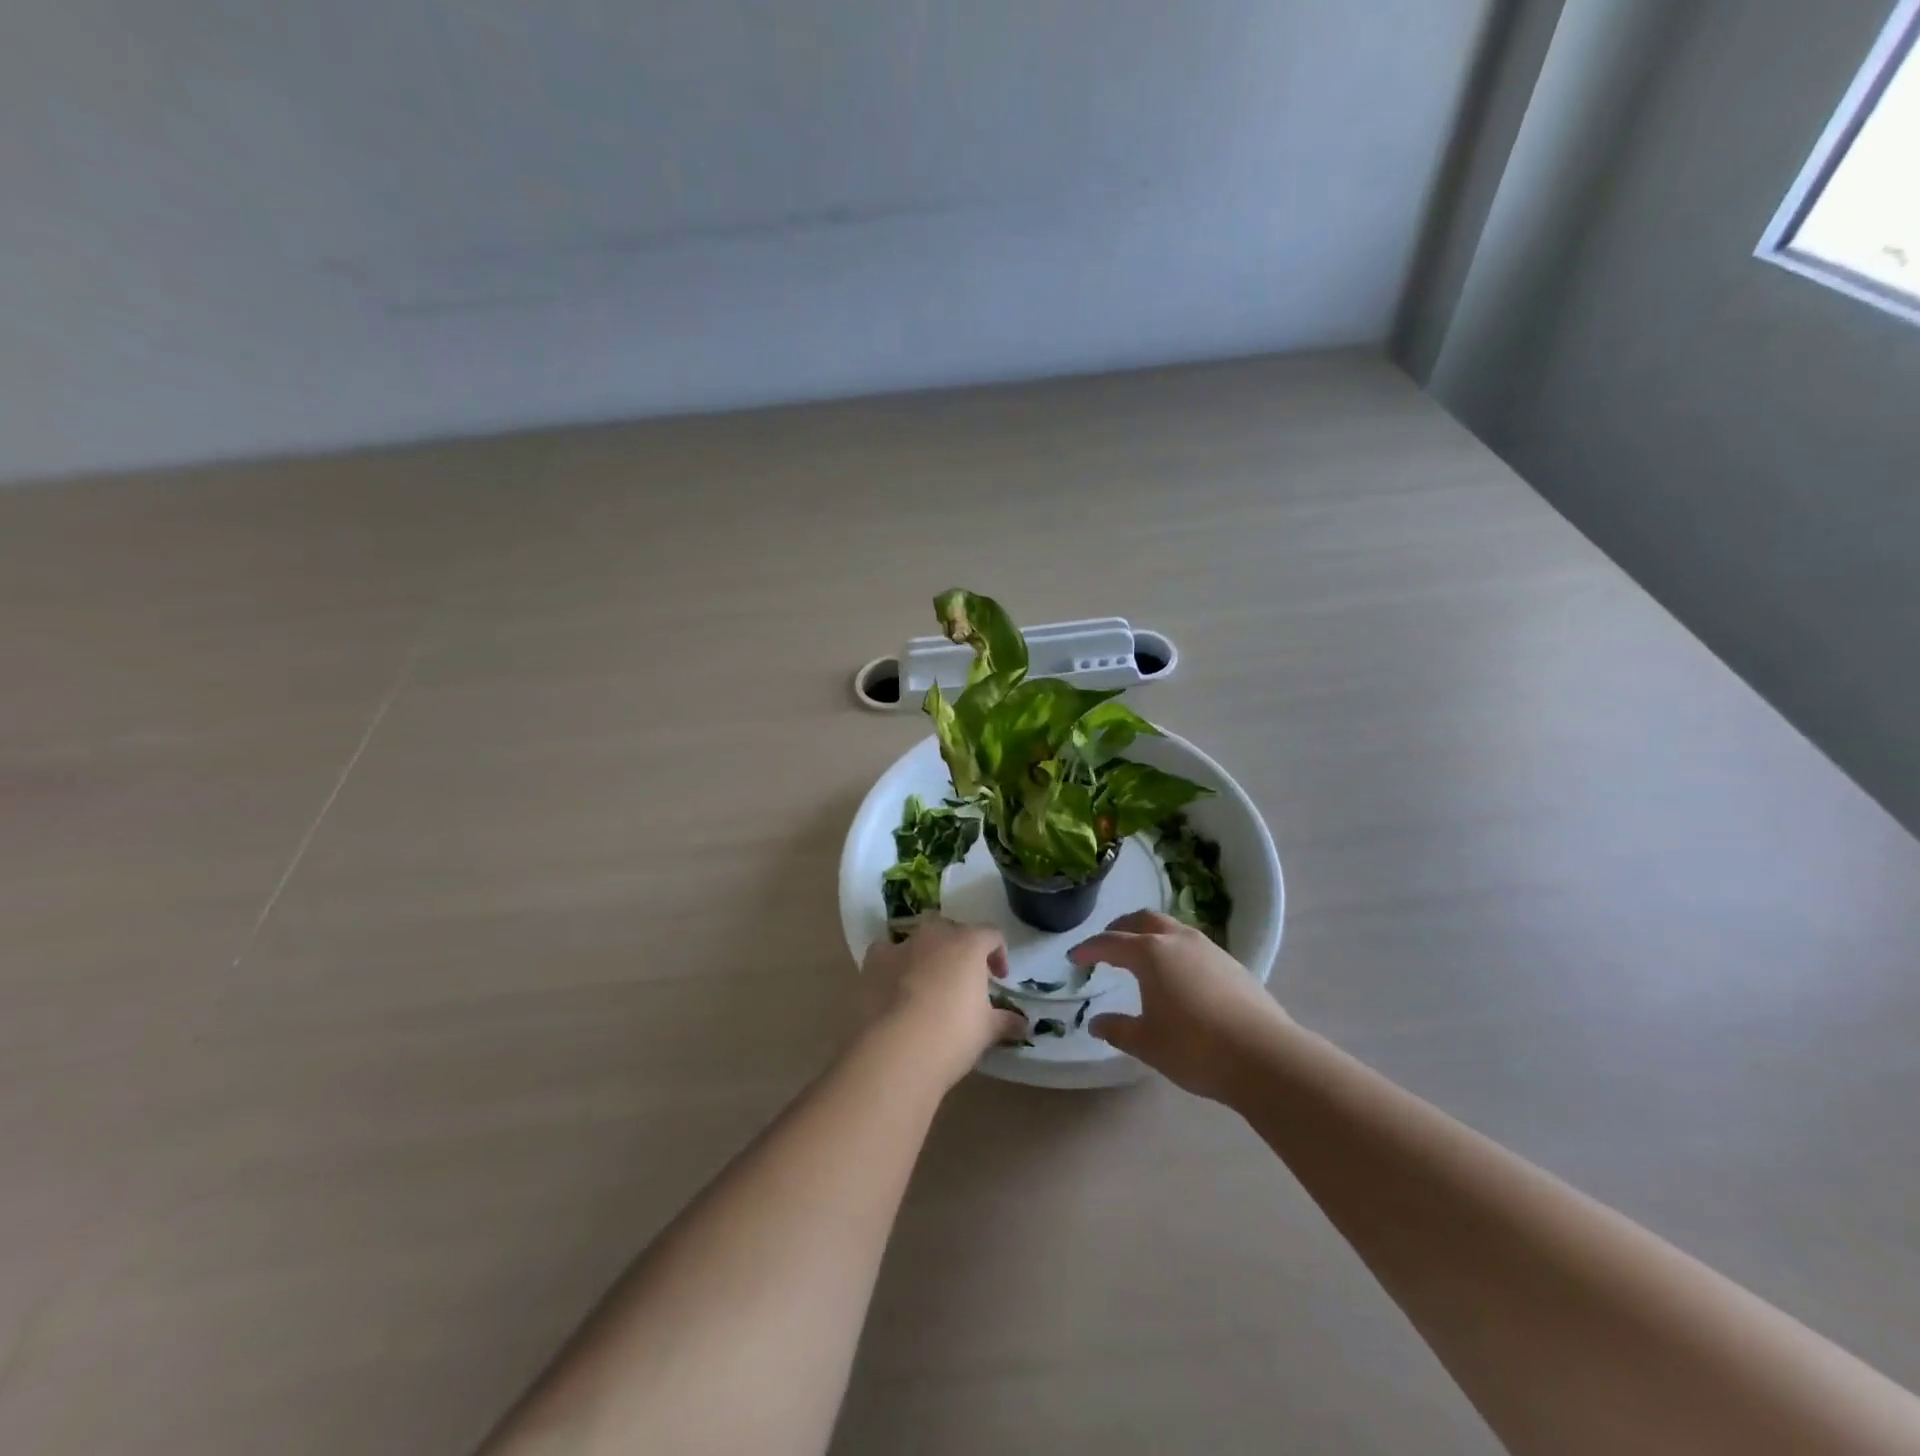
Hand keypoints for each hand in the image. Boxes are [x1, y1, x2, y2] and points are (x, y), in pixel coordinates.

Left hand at [860, 918, 1026, 1092]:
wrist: (898, 1050)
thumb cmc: (953, 1034)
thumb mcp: (987, 1030)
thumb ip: (1006, 1021)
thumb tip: (1024, 1025)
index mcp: (968, 944)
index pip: (991, 935)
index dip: (998, 954)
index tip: (999, 979)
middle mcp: (935, 935)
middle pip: (953, 931)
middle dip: (961, 950)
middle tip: (964, 980)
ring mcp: (902, 945)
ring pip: (919, 939)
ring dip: (927, 954)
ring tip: (929, 983)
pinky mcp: (874, 961)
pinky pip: (886, 952)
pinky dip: (893, 963)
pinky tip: (894, 986)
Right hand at [1069, 910, 1288, 1101]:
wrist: (1265, 1056)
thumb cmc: (1195, 1048)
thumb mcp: (1147, 1043)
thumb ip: (1118, 1029)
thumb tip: (1097, 1023)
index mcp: (1150, 952)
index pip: (1110, 942)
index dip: (1089, 948)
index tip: (1074, 956)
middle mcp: (1177, 940)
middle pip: (1142, 919)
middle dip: (1120, 928)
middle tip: (1107, 945)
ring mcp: (1208, 948)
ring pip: (1171, 927)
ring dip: (1150, 935)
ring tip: (1141, 957)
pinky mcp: (1231, 963)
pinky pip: (1192, 944)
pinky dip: (1173, 949)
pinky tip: (1177, 975)